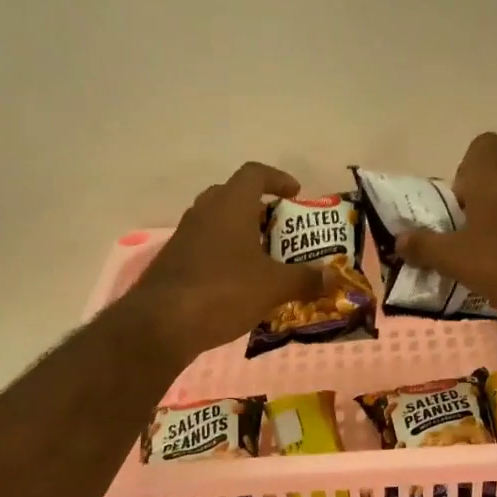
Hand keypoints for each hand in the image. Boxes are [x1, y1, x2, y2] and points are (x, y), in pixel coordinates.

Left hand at [122, 161, 325, 360]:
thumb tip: (335, 278)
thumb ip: (306, 279)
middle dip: (259, 209)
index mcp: (230, 205)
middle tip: (280, 231)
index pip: (254, 173)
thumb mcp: (273, 287)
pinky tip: (237, 285)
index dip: (277, 179)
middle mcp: (204, 212)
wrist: (161, 324)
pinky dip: (224, 258)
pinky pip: (205, 249)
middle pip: (233, 196)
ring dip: (240, 235)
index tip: (295, 194)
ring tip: (264, 261)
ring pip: (217, 224)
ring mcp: (184, 237)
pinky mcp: (173, 262)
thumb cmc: (224, 291)